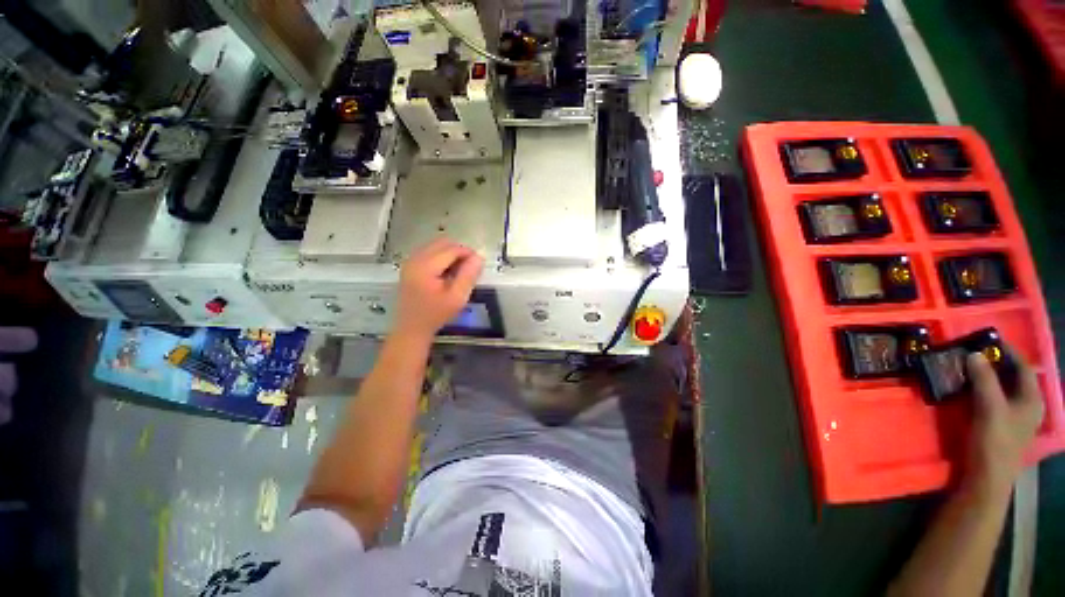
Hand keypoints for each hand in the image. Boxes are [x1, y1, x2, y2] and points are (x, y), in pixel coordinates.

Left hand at [395, 238, 483, 341]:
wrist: (411, 328)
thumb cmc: (435, 315)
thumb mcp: (457, 298)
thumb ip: (468, 276)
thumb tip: (479, 257)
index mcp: (425, 266)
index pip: (451, 249)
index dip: (468, 253)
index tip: (479, 265)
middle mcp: (415, 259)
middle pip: (442, 243)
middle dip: (459, 251)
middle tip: (470, 268)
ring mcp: (410, 261)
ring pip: (436, 246)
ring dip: (450, 254)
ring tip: (459, 271)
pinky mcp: (409, 266)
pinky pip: (429, 252)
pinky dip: (441, 257)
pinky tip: (447, 273)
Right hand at [964, 348, 1044, 494]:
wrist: (986, 476)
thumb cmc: (994, 441)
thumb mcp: (989, 408)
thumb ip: (984, 379)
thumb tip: (974, 353)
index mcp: (1032, 399)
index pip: (1024, 368)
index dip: (1009, 352)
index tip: (989, 340)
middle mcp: (1027, 405)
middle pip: (1014, 378)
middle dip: (996, 364)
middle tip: (974, 352)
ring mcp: (1014, 417)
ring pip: (1004, 389)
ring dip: (988, 377)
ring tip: (969, 367)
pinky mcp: (1001, 425)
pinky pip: (995, 399)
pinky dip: (984, 390)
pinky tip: (970, 389)